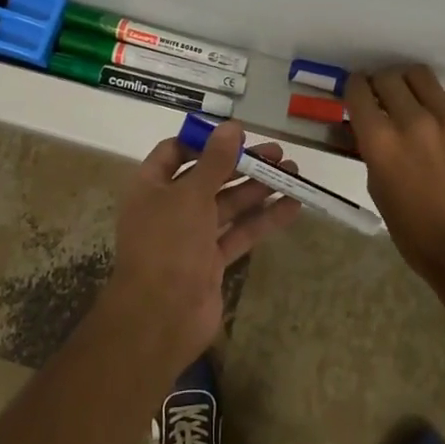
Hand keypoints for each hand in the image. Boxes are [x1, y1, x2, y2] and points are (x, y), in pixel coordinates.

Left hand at [100, 120, 302, 370]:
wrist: (160, 317)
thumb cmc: (168, 245)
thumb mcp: (191, 195)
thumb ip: (215, 161)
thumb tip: (232, 126)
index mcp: (151, 186)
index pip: (175, 152)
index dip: (204, 141)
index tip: (237, 135)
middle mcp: (169, 208)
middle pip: (208, 177)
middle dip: (241, 164)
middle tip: (277, 153)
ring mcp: (191, 236)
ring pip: (228, 205)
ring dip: (258, 189)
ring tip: (293, 172)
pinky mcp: (212, 262)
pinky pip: (240, 233)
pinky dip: (264, 220)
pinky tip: (293, 205)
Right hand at [346, 65, 444, 282]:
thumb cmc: (418, 233)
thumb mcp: (378, 190)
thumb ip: (374, 152)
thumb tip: (374, 127)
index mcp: (380, 142)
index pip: (358, 91)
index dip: (356, 87)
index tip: (361, 91)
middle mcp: (412, 121)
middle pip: (389, 76)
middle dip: (383, 84)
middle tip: (389, 97)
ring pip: (422, 75)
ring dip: (414, 85)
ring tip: (421, 100)